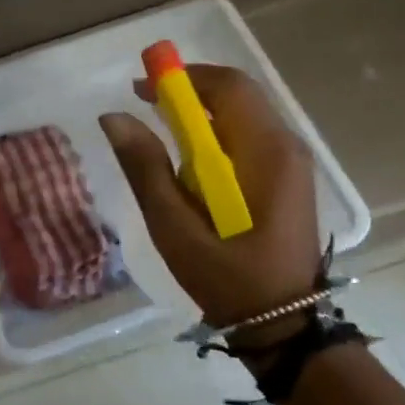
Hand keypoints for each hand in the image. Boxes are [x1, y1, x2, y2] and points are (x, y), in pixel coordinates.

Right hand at [99, 65, 321, 348]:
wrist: (282, 326)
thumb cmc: (228, 278)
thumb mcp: (175, 227)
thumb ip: (146, 169)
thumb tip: (114, 117)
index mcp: (266, 153)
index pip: (227, 88)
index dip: (182, 78)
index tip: (141, 88)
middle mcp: (287, 146)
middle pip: (237, 94)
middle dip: (189, 92)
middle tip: (145, 106)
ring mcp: (291, 162)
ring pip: (242, 113)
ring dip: (200, 112)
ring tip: (160, 133)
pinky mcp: (286, 178)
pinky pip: (247, 135)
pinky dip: (214, 133)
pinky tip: (189, 160)